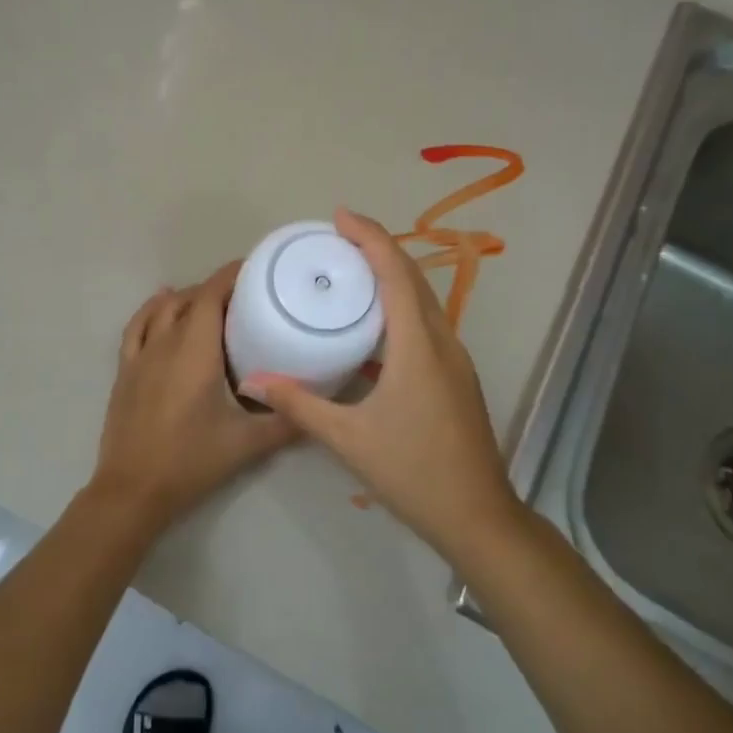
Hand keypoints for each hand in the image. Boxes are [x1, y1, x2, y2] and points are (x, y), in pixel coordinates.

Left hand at [88, 262, 295, 530]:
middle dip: (217, 289)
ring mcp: (140, 356)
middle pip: (189, 299)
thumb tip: (319, 407)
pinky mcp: (125, 371)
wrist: (132, 490)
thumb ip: (286, 422)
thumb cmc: (190, 462)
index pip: (211, 295)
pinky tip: (162, 307)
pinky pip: (136, 327)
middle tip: (246, 299)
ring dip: (186, 298)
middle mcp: (165, 343)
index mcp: (195, 351)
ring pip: (162, 309)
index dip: (231, 276)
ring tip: (211, 303)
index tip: (256, 270)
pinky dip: (151, 311)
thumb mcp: (246, 444)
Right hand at [238, 209, 516, 556]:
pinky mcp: (455, 377)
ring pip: (424, 300)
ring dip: (392, 275)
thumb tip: (256, 380)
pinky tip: (374, 324)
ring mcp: (455, 360)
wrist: (476, 515)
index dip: (370, 237)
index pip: (395, 273)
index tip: (340, 216)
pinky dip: (400, 306)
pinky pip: (427, 324)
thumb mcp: (348, 438)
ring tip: (352, 271)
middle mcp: (442, 342)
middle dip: (379, 248)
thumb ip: (300, 404)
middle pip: (413, 278)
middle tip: (338, 238)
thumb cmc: (412, 471)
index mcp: (418, 346)